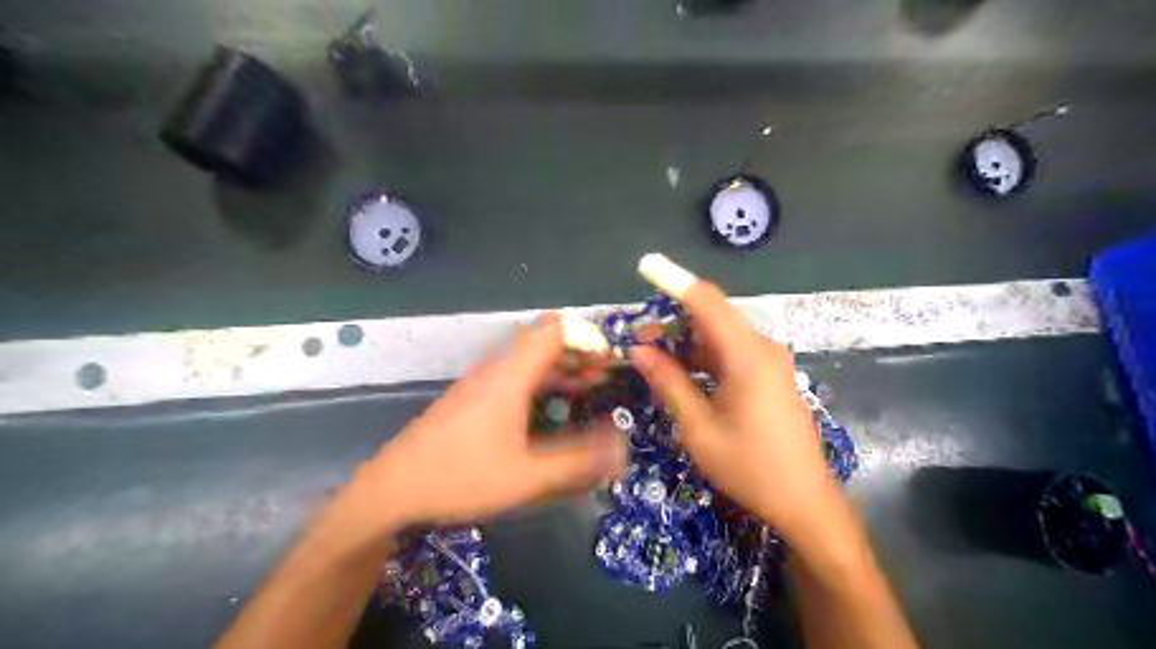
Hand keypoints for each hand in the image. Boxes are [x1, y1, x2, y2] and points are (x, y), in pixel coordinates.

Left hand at [369, 314, 623, 527]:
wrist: (392, 489)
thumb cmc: (461, 477)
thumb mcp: (527, 476)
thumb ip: (578, 462)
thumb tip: (621, 451)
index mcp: (511, 374)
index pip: (555, 329)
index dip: (587, 336)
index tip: (612, 359)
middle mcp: (496, 368)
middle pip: (544, 339)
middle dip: (579, 352)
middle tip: (606, 374)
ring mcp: (481, 381)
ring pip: (528, 357)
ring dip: (560, 366)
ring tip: (589, 386)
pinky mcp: (472, 396)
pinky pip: (515, 373)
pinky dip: (541, 379)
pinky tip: (550, 406)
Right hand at [632, 262, 840, 538]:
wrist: (804, 503)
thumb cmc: (749, 468)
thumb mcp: (698, 428)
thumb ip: (669, 382)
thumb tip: (640, 350)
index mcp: (747, 356)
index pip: (707, 303)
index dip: (675, 281)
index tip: (647, 266)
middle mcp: (762, 348)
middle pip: (712, 317)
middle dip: (672, 322)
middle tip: (638, 341)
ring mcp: (770, 362)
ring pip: (720, 336)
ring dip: (686, 342)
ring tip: (652, 359)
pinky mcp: (770, 376)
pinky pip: (731, 353)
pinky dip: (703, 357)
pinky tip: (682, 373)